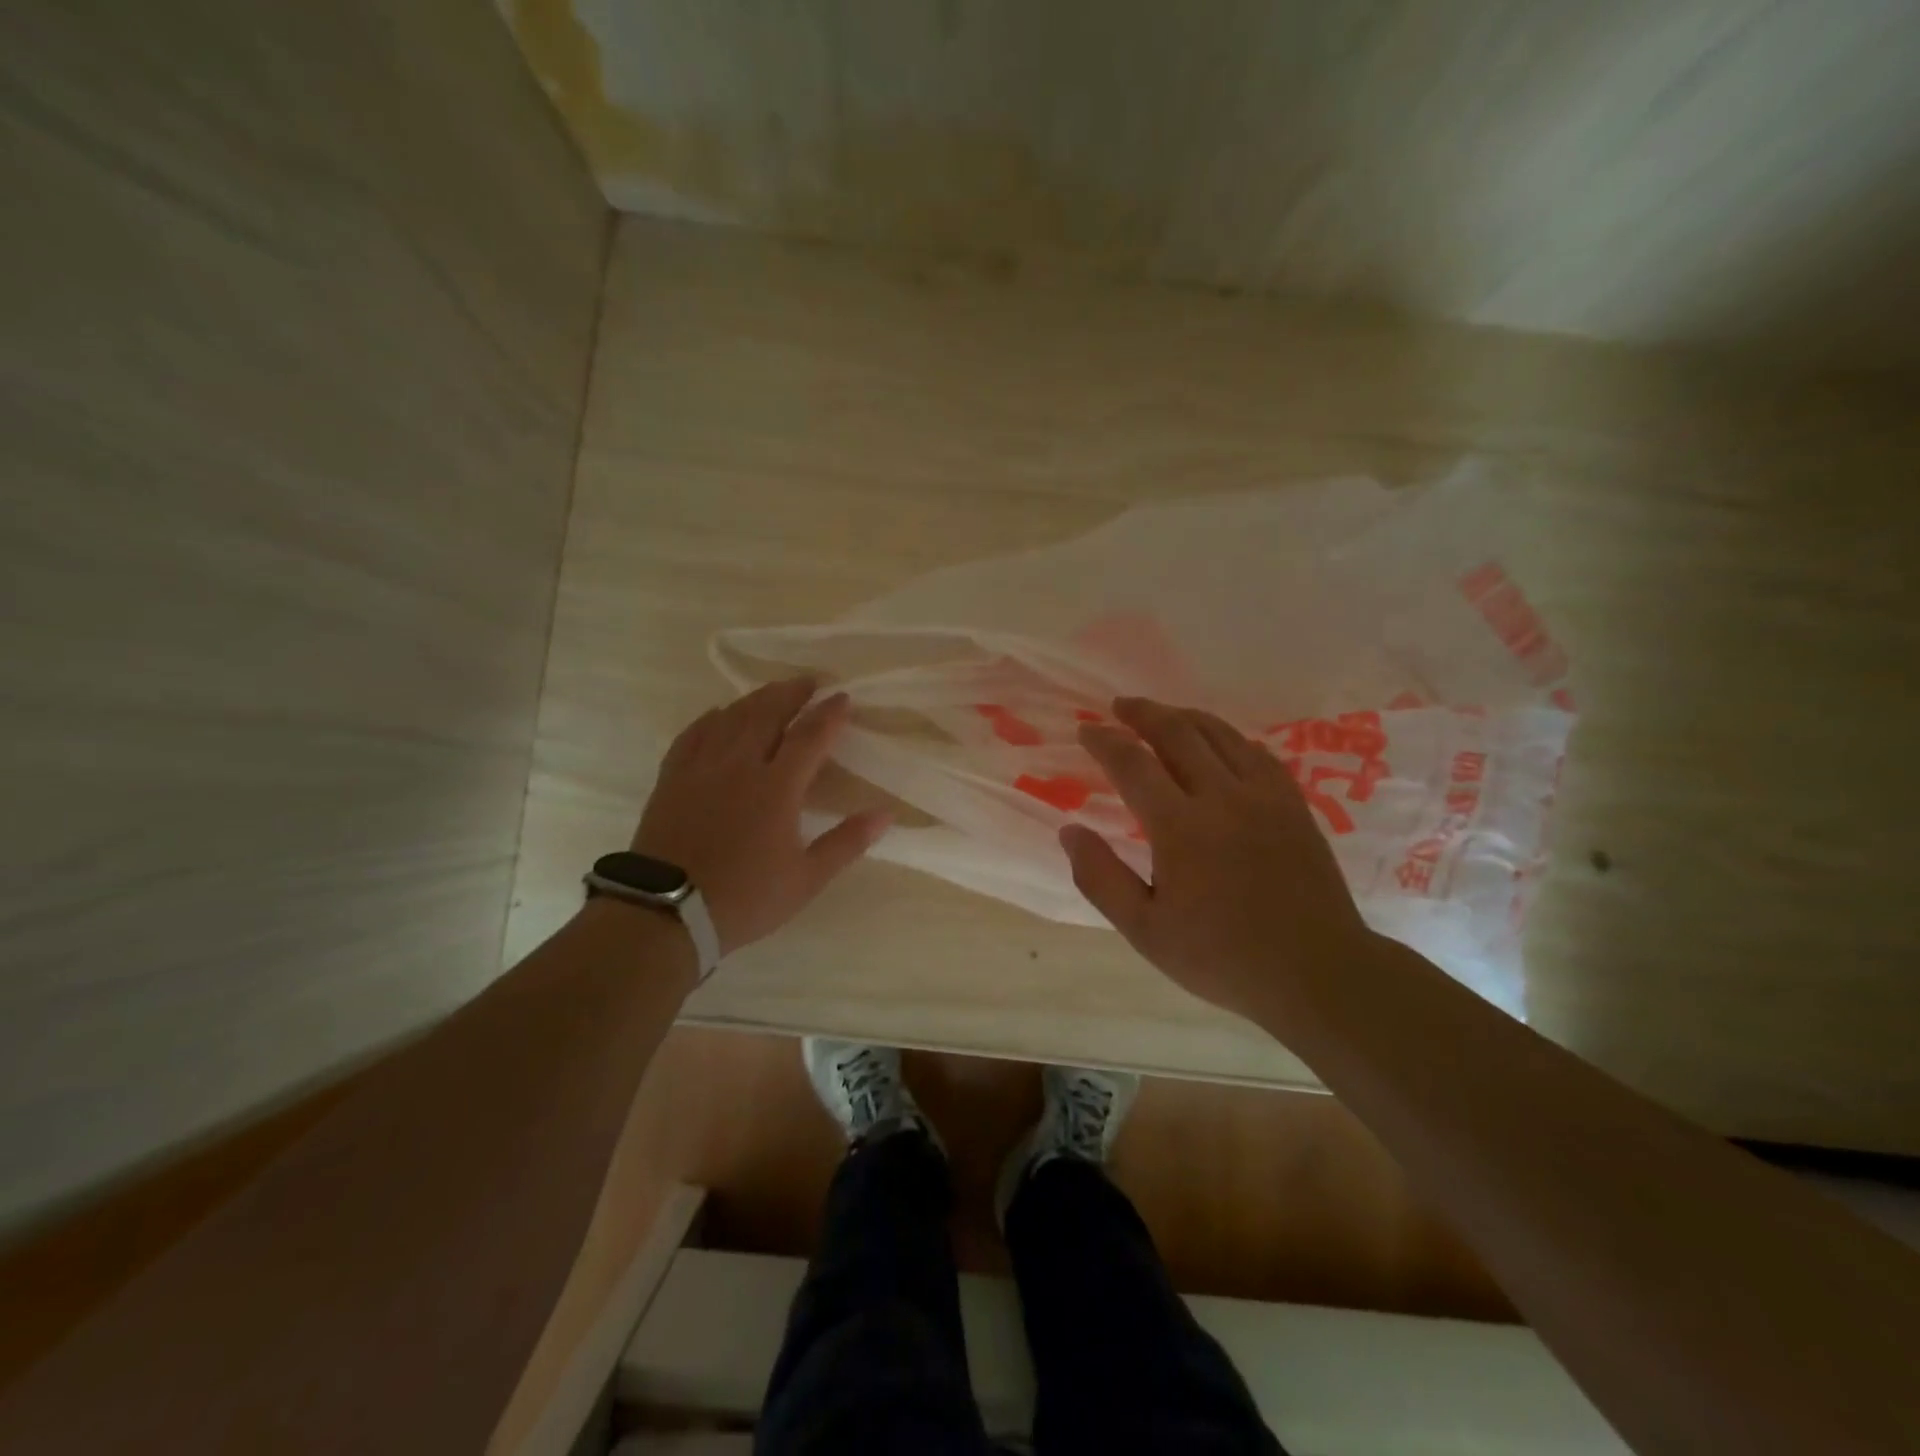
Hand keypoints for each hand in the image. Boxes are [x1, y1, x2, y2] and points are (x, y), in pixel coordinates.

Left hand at [632, 679, 889, 955]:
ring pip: (731, 717)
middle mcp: (739, 765)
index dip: (829, 714)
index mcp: (777, 787)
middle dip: (792, 693)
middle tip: (810, 682)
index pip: (810, 736)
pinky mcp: (672, 777)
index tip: (843, 698)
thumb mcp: (806, 878)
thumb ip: (847, 842)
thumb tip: (886, 814)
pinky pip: (694, 733)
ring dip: (756, 698)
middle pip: (768, 713)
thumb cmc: (745, 897)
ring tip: (773, 691)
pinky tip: (719, 714)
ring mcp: (701, 768)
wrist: (667, 913)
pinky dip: (712, 718)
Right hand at [1063, 697, 1371, 1024]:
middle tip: (1119, 706)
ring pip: (1220, 734)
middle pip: (1177, 733)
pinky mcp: (1293, 804)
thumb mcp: (1145, 931)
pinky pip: (1256, 752)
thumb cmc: (1222, 958)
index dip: (1105, 741)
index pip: (1133, 764)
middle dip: (1143, 713)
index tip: (1086, 731)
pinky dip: (1228, 737)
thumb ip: (1101, 878)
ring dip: (1184, 716)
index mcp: (1181, 828)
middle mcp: (1223, 798)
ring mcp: (1264, 796)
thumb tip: (1069, 831)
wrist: (1317, 972)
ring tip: (1161, 714)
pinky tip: (1219, 742)